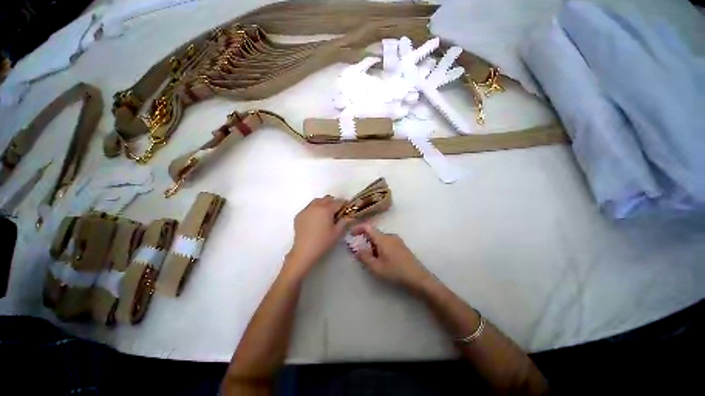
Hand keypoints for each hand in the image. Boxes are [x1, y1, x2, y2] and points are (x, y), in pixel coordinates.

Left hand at [287, 196, 352, 274]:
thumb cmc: (323, 241)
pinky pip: (309, 207)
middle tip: (337, 212)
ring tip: (326, 214)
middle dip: (334, 203)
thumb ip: (345, 221)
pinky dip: (314, 209)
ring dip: (323, 204)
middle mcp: (316, 206)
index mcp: (326, 209)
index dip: (344, 204)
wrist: (304, 251)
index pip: (338, 202)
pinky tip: (315, 219)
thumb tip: (351, 216)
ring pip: (317, 201)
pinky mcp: (299, 215)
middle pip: (327, 199)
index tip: (347, 209)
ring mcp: (306, 210)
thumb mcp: (337, 232)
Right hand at [350, 223, 431, 290]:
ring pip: (380, 239)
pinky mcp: (401, 246)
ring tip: (373, 261)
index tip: (351, 235)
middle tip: (362, 254)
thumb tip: (357, 250)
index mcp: (383, 238)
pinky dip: (380, 248)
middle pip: (374, 234)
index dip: (358, 228)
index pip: (368, 227)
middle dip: (365, 242)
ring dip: (373, 246)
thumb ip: (364, 257)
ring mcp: (397, 240)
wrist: (418, 278)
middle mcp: (390, 236)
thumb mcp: (376, 267)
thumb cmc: (395, 272)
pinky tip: (383, 260)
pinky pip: (387, 243)